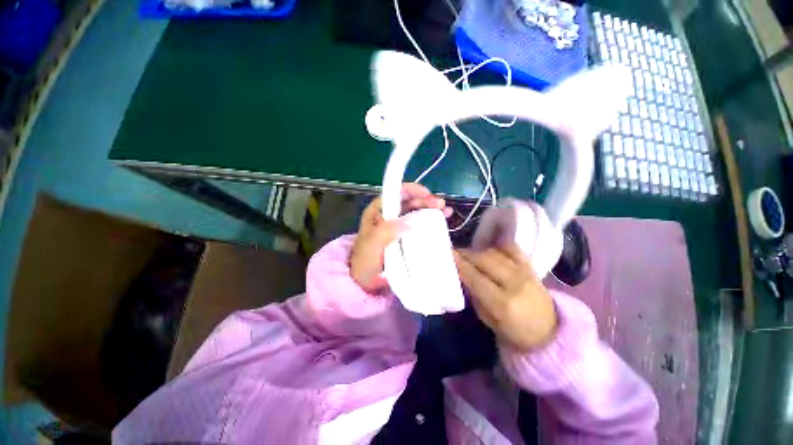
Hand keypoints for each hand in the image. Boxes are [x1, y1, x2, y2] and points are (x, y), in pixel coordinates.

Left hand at [351, 183, 451, 293]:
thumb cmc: (365, 261)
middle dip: (425, 200)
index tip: (427, 194)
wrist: (365, 280)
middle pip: (408, 201)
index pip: (394, 193)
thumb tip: (410, 222)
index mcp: (377, 211)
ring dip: (430, 209)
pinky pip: (418, 224)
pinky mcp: (404, 236)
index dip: (411, 190)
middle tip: (441, 205)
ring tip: (446, 211)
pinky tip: (442, 222)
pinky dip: (430, 222)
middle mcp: (388, 215)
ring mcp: (397, 225)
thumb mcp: (372, 244)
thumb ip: (387, 231)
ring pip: (415, 211)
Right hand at [454, 245, 556, 350]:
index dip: (459, 264)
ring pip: (494, 253)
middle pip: (483, 260)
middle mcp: (514, 283)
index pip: (475, 277)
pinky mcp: (531, 267)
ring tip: (469, 254)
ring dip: (478, 251)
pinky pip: (512, 249)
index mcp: (502, 303)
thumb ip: (475, 297)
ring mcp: (525, 272)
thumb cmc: (515, 331)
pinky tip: (489, 248)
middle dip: (466, 254)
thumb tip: (463, 277)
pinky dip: (498, 245)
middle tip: (455, 253)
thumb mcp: (488, 320)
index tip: (448, 255)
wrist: (550, 332)